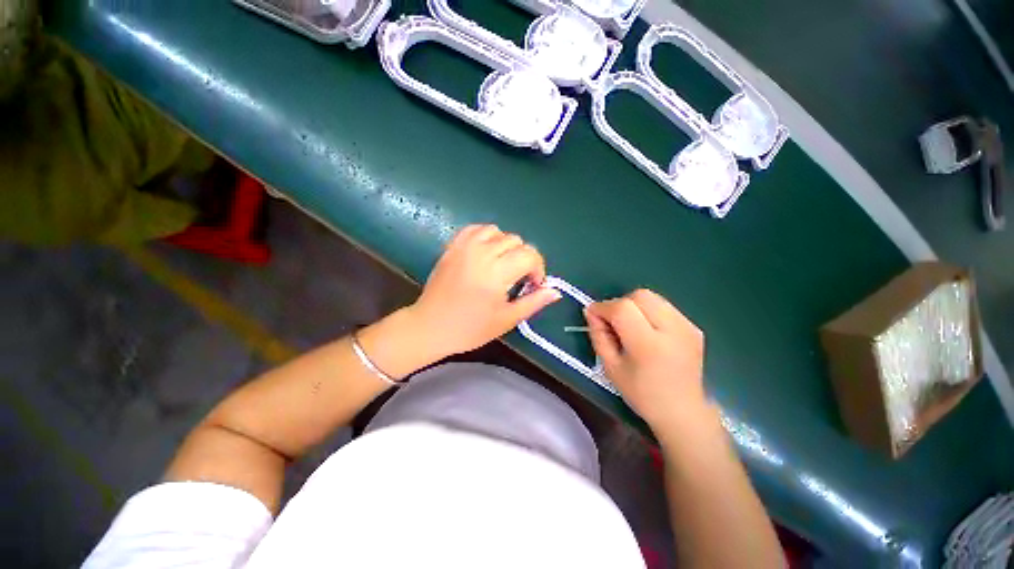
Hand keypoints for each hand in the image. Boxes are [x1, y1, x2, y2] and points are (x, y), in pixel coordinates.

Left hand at [407, 224, 560, 357]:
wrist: (430, 326)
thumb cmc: (470, 328)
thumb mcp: (507, 319)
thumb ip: (533, 302)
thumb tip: (555, 291)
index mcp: (496, 272)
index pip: (529, 255)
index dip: (537, 269)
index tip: (532, 284)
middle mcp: (482, 253)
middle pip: (516, 241)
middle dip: (524, 258)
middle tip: (517, 278)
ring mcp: (465, 246)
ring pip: (498, 232)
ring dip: (506, 246)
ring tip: (501, 265)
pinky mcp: (453, 246)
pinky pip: (476, 229)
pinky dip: (487, 236)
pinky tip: (486, 252)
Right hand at [585, 289, 706, 431]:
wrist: (683, 411)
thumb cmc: (641, 393)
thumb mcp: (610, 367)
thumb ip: (598, 335)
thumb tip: (591, 311)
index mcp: (649, 346)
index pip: (623, 308)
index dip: (603, 307)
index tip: (593, 315)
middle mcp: (672, 331)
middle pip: (640, 296)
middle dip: (620, 303)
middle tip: (613, 322)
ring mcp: (687, 327)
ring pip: (652, 297)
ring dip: (634, 305)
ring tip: (631, 326)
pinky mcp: (693, 327)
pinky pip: (664, 307)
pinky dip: (649, 312)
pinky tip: (648, 331)